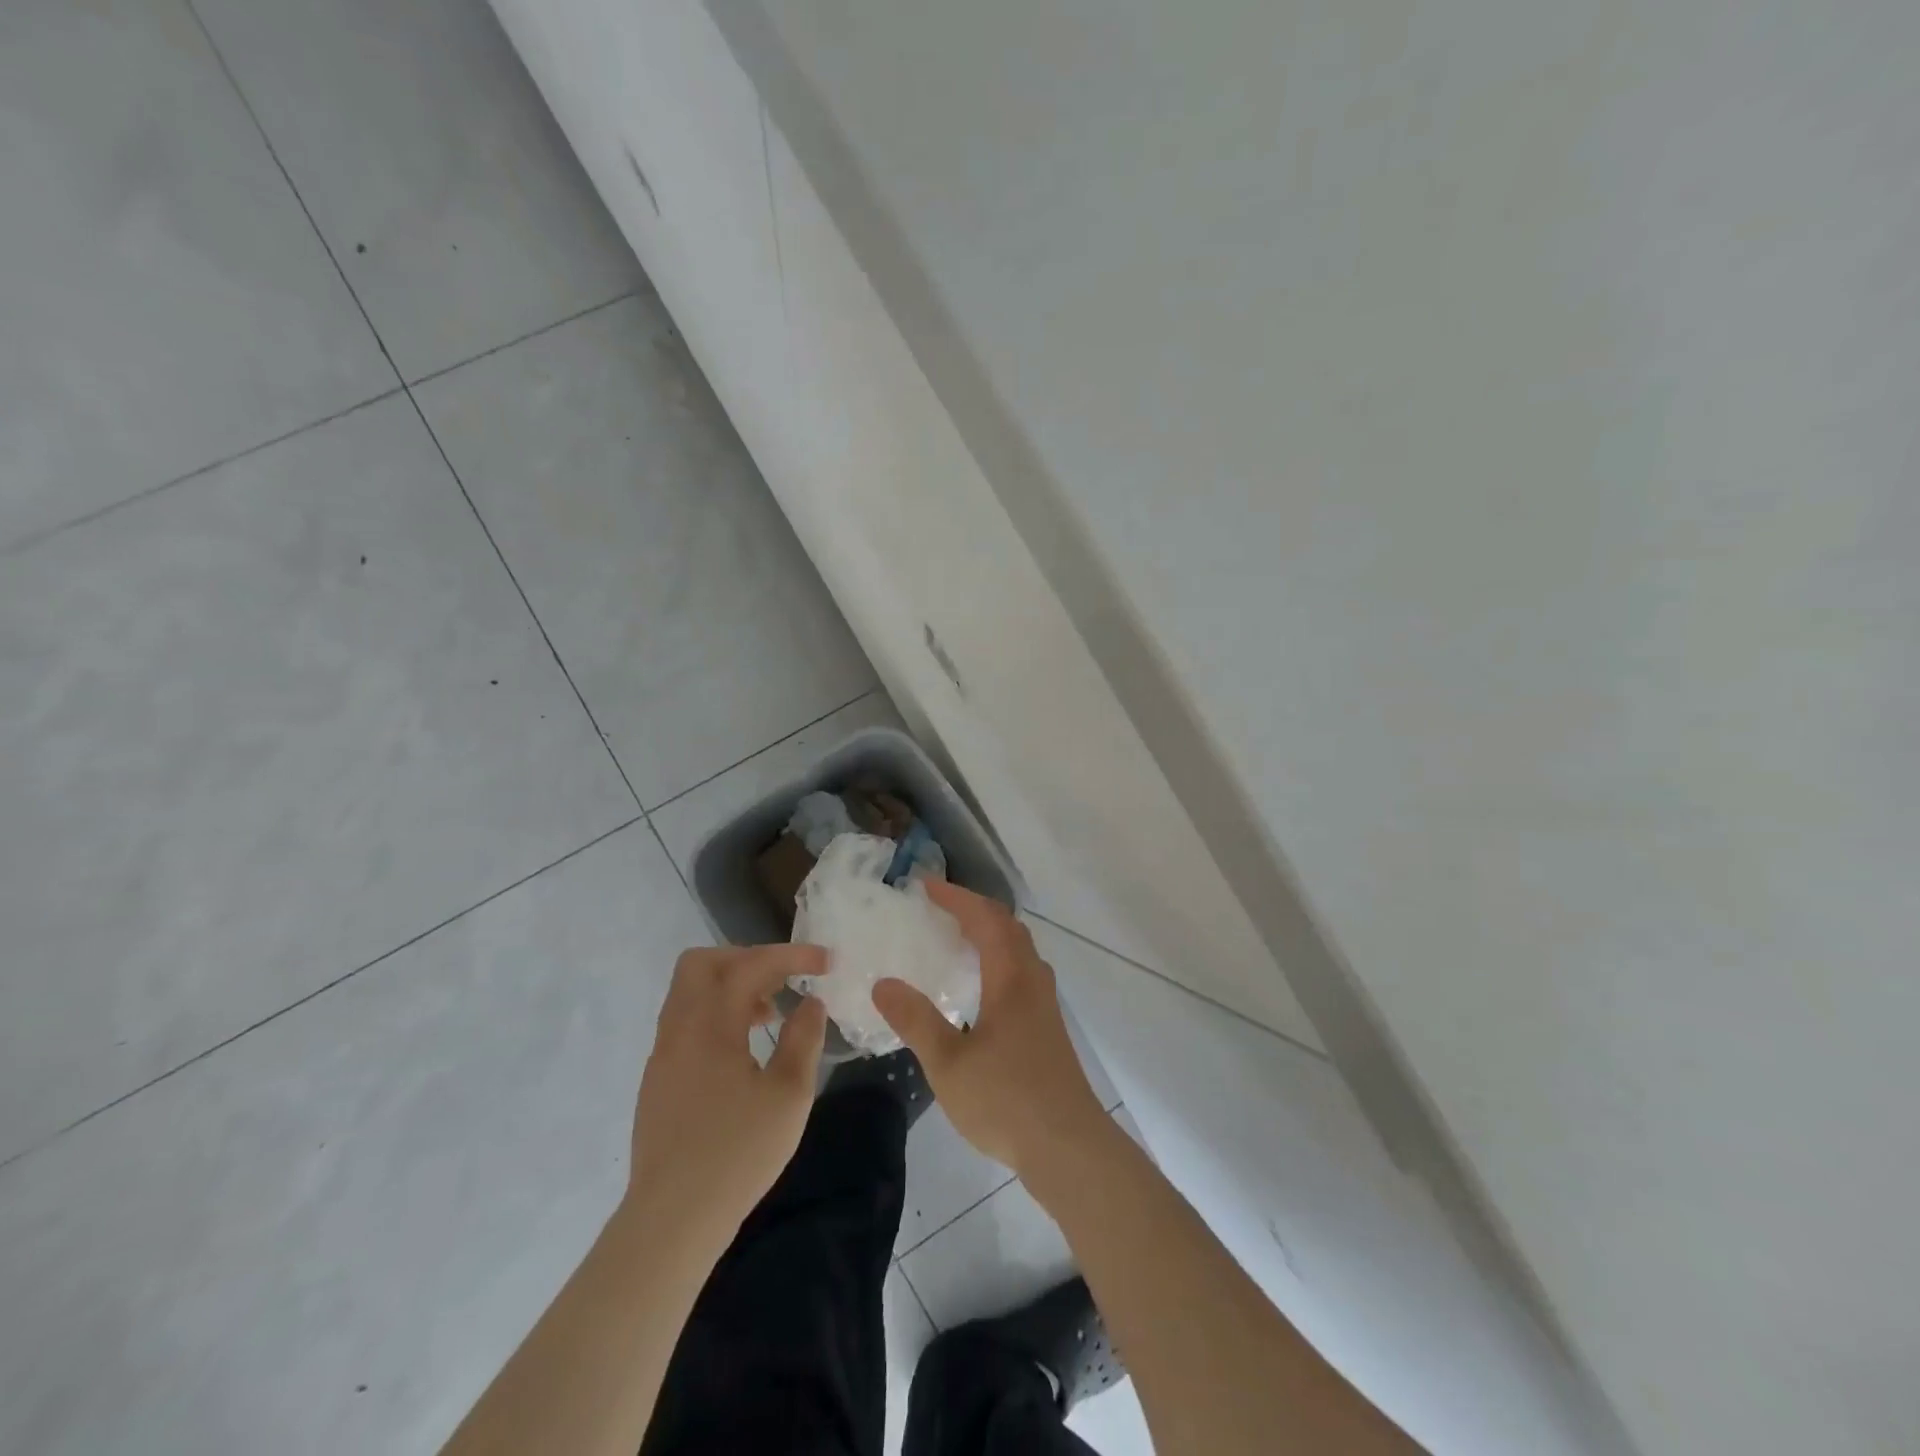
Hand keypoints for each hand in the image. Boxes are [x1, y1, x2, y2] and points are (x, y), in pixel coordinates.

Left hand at [628, 944, 829, 1232]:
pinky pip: (686, 1021)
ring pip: (690, 992)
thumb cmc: (737, 1154)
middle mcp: (679, 1028)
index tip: (826, 962)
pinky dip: (717, 1014)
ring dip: (731, 986)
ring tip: (771, 1013)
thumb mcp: (789, 1095)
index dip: (791, 956)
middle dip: (747, 958)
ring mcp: (663, 1054)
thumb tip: (811, 1003)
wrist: (672, 1220)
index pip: (750, 965)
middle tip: (783, 978)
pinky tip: (744, 1048)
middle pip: (703, 964)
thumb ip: (803, 1039)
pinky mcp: (659, 1079)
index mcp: (710, 1025)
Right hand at [873, 882, 1105, 1176]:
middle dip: (974, 909)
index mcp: (1010, 979)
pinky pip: (1022, 971)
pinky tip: (981, 987)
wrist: (1068, 1146)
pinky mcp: (1048, 1027)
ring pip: (1020, 949)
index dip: (956, 898)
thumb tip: (882, 983)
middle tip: (939, 907)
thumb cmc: (1006, 1101)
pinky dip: (999, 958)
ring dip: (990, 932)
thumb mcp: (948, 1063)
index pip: (985, 919)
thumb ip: (916, 1020)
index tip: (925, 886)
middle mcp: (1032, 981)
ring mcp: (1044, 1005)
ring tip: (957, 938)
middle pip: (1008, 927)